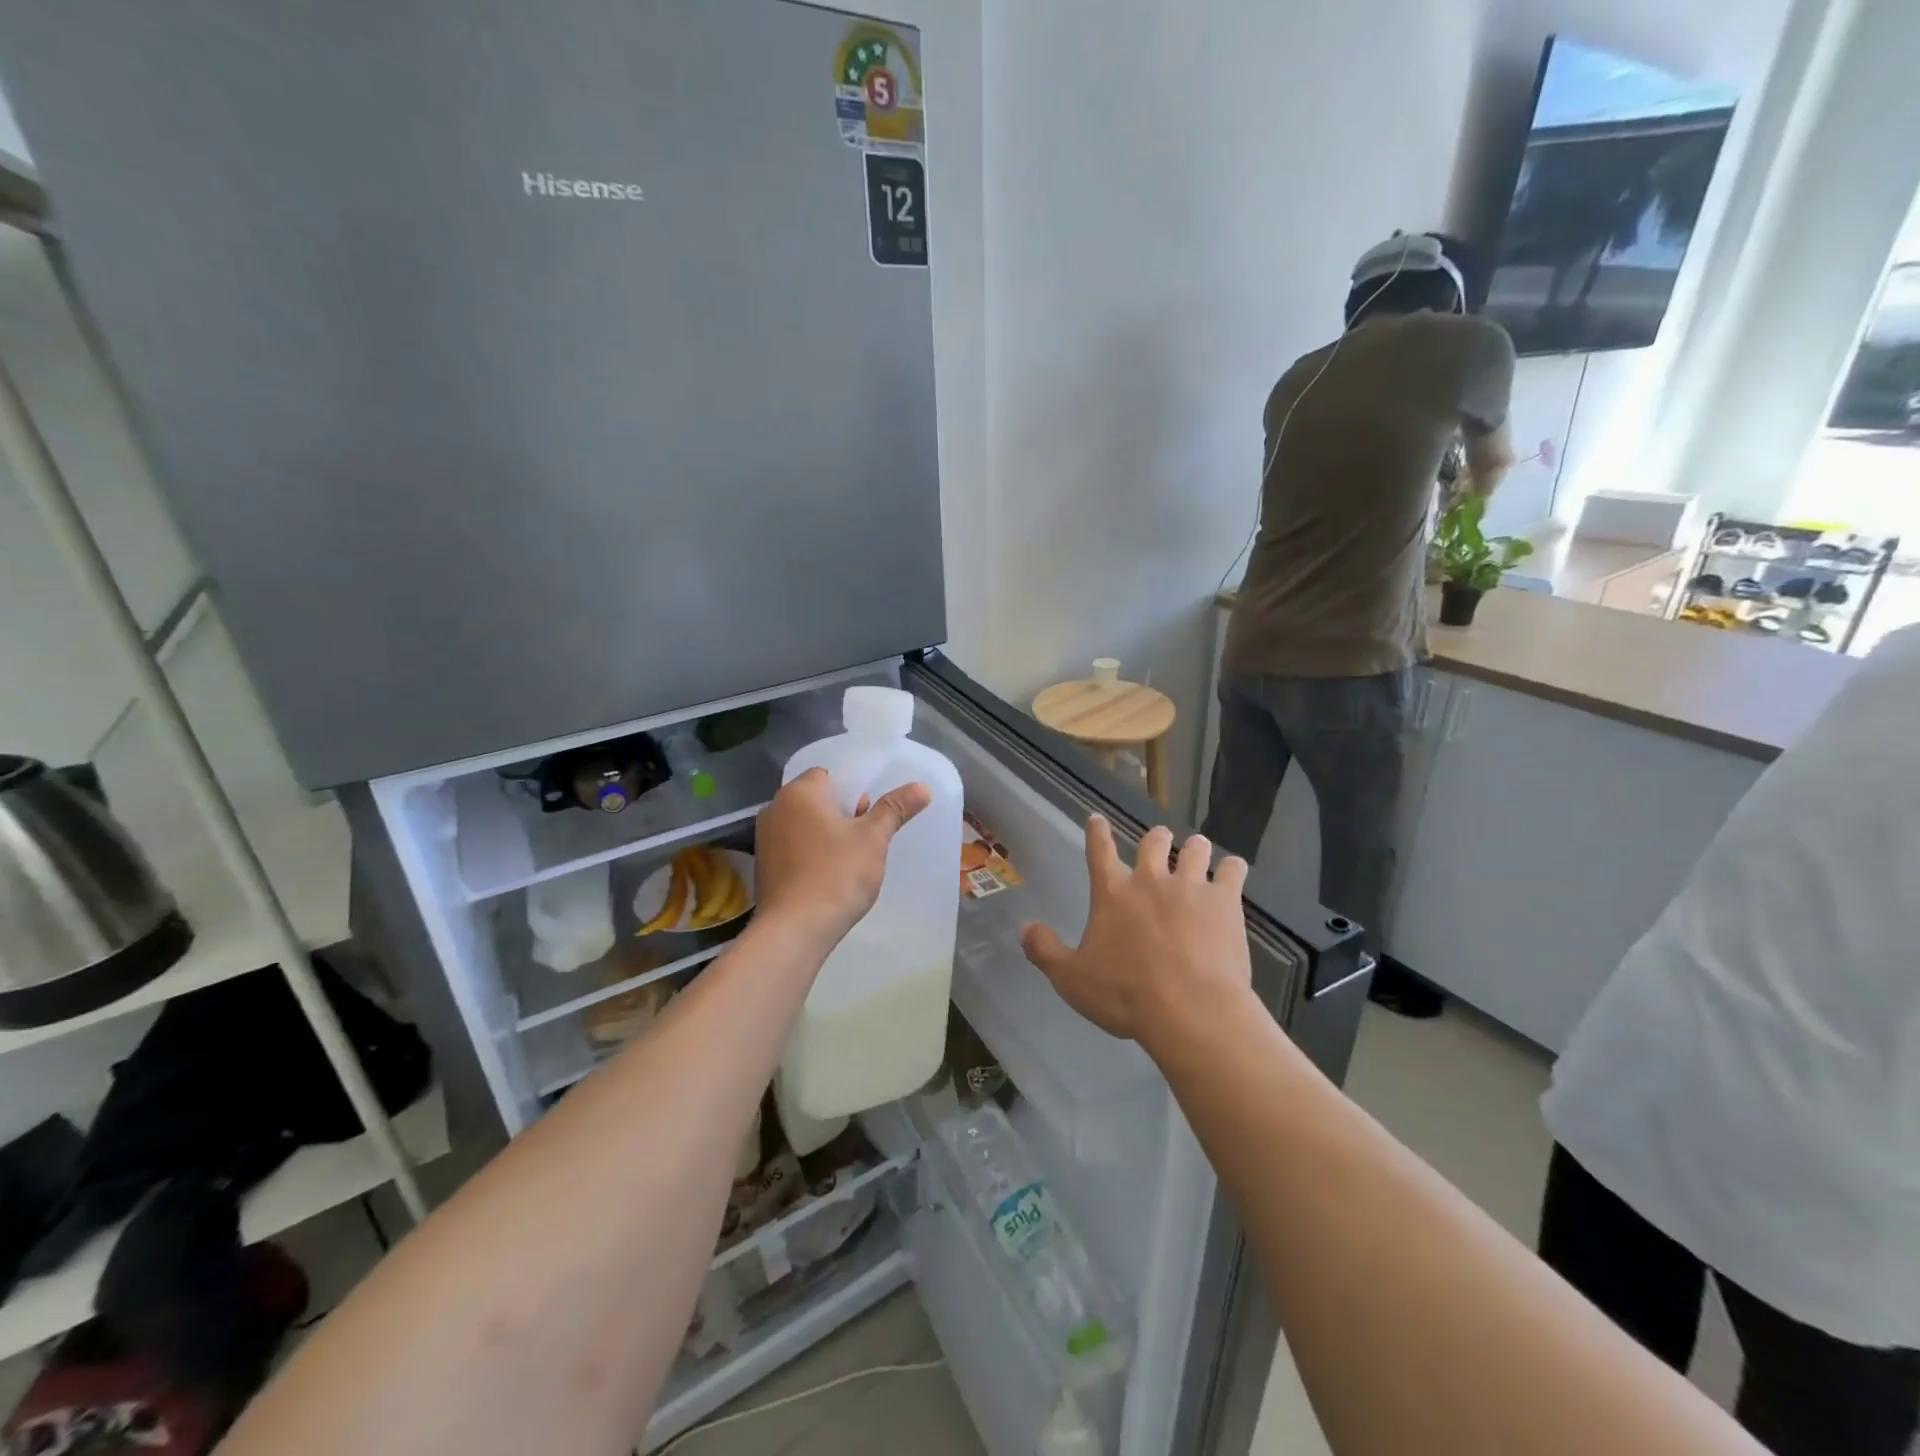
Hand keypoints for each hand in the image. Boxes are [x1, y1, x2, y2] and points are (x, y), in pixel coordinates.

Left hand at [754, 768, 930, 942]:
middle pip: (817, 799)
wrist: (794, 930)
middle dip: (843, 813)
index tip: (871, 813)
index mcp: (799, 792)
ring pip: (806, 824)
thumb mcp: (873, 839)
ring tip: (852, 859)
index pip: (829, 775)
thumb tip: (923, 786)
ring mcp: (765, 838)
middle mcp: (775, 808)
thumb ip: (895, 808)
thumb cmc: (836, 874)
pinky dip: (812, 853)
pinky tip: (830, 875)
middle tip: (867, 837)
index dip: (854, 790)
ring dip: (828, 834)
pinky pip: (794, 847)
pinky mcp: (764, 865)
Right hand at [1020, 819, 1252, 1053]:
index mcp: (1112, 893)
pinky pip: (1232, 871)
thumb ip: (1045, 951)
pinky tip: (1233, 868)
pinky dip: (1232, 867)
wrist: (1189, 1009)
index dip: (1096, 832)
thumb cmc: (1126, 995)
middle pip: (1152, 843)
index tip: (1097, 819)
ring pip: (1194, 850)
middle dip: (1155, 838)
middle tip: (1159, 837)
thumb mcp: (1072, 979)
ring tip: (1196, 846)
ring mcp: (1190, 887)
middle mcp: (1150, 880)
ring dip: (1194, 847)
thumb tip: (1025, 928)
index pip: (1099, 850)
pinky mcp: (1225, 901)